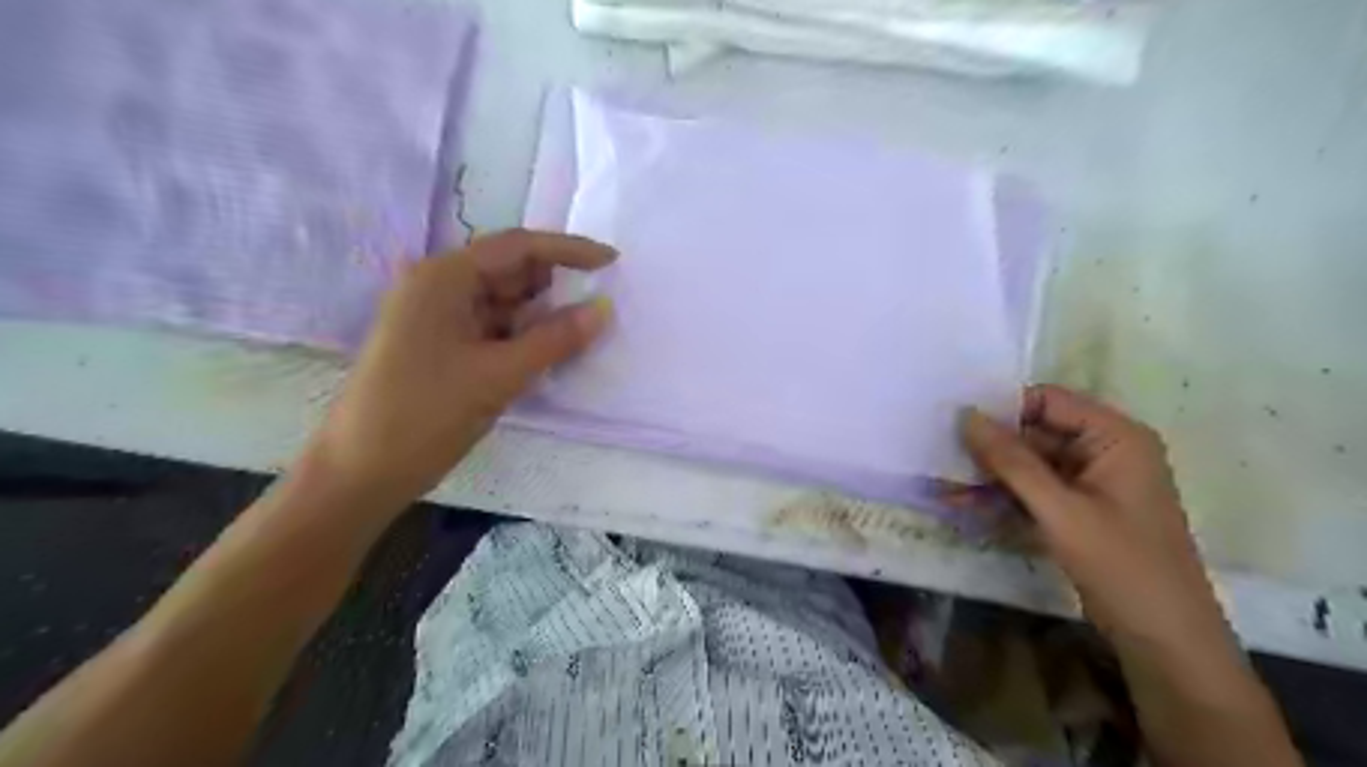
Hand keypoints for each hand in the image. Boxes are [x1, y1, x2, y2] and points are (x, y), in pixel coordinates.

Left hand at [308, 230, 613, 510]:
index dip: (569, 249)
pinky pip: (493, 329)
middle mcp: (438, 287)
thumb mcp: (500, 375)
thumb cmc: (425, 413)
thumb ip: (556, 338)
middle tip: (600, 305)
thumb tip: (604, 309)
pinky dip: (523, 337)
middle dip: (556, 286)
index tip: (613, 262)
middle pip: (510, 272)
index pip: (518, 247)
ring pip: (504, 304)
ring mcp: (438, 318)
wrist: (362, 472)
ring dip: (541, 316)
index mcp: (443, 277)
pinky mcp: (442, 346)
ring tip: (582, 333)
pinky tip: (549, 353)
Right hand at [960, 388, 1227, 650]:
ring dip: (989, 474)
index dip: (1001, 409)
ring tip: (943, 485)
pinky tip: (964, 504)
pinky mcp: (1077, 508)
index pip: (1046, 401)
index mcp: (1114, 436)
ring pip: (1027, 462)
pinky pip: (1032, 489)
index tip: (954, 426)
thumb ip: (1011, 461)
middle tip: (939, 457)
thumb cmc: (1122, 566)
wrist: (1165, 640)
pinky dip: (1002, 496)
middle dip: (989, 447)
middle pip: (1033, 431)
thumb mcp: (1060, 510)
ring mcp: (1089, 480)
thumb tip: (966, 415)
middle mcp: (1103, 449)